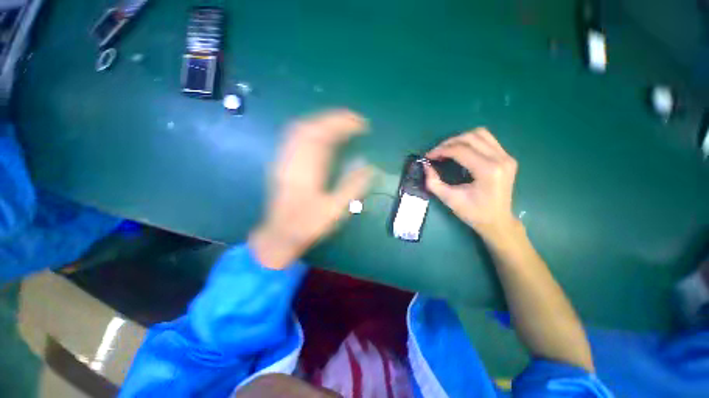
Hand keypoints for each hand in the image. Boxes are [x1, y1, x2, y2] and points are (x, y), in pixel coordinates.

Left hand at [249, 110, 373, 268]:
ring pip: (300, 129)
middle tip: (355, 121)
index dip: (343, 124)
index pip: (323, 135)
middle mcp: (293, 160)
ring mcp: (284, 160)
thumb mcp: (335, 210)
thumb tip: (369, 166)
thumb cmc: (308, 225)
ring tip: (342, 125)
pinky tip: (322, 134)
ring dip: (322, 121)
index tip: (362, 124)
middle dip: (334, 119)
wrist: (279, 235)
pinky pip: (295, 137)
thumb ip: (352, 186)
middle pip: (310, 126)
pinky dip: (311, 130)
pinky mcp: (282, 163)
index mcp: (306, 170)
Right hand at [424, 128, 518, 241]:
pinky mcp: (507, 157)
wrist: (498, 221)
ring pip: (480, 134)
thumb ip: (433, 182)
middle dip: (449, 143)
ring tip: (447, 149)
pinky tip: (461, 151)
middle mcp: (500, 159)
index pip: (460, 150)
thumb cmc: (473, 213)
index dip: (441, 150)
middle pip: (471, 137)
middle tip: (436, 153)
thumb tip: (426, 166)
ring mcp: (506, 157)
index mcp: (488, 171)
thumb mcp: (449, 199)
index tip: (428, 156)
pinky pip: (487, 140)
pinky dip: (471, 141)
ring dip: (460, 139)